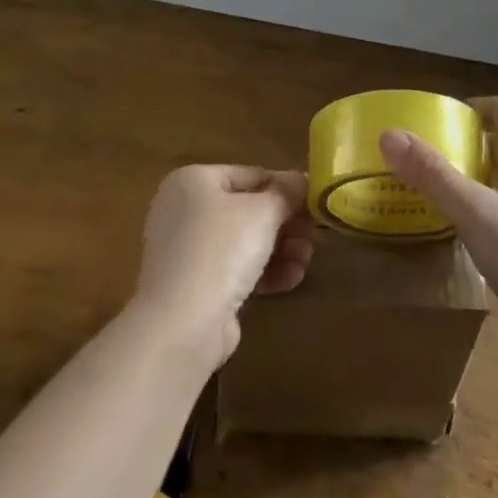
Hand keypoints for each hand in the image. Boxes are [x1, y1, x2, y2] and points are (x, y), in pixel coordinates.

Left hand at [129, 165, 314, 369]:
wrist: (183, 322)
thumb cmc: (222, 249)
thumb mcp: (264, 211)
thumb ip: (287, 192)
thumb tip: (303, 180)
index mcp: (192, 181)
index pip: (250, 175)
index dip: (285, 187)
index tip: (315, 203)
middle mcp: (184, 210)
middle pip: (248, 210)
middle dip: (286, 224)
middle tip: (315, 235)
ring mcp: (186, 250)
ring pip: (244, 242)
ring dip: (281, 249)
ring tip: (306, 260)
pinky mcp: (194, 286)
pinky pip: (234, 270)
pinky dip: (264, 272)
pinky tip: (292, 279)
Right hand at [380, 97, 497, 368]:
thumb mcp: (475, 213)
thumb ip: (433, 174)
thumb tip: (390, 134)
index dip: (476, 105)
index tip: (440, 117)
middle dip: (464, 142)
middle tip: (425, 153)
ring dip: (469, 176)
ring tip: (431, 187)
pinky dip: (477, 208)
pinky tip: (456, 229)